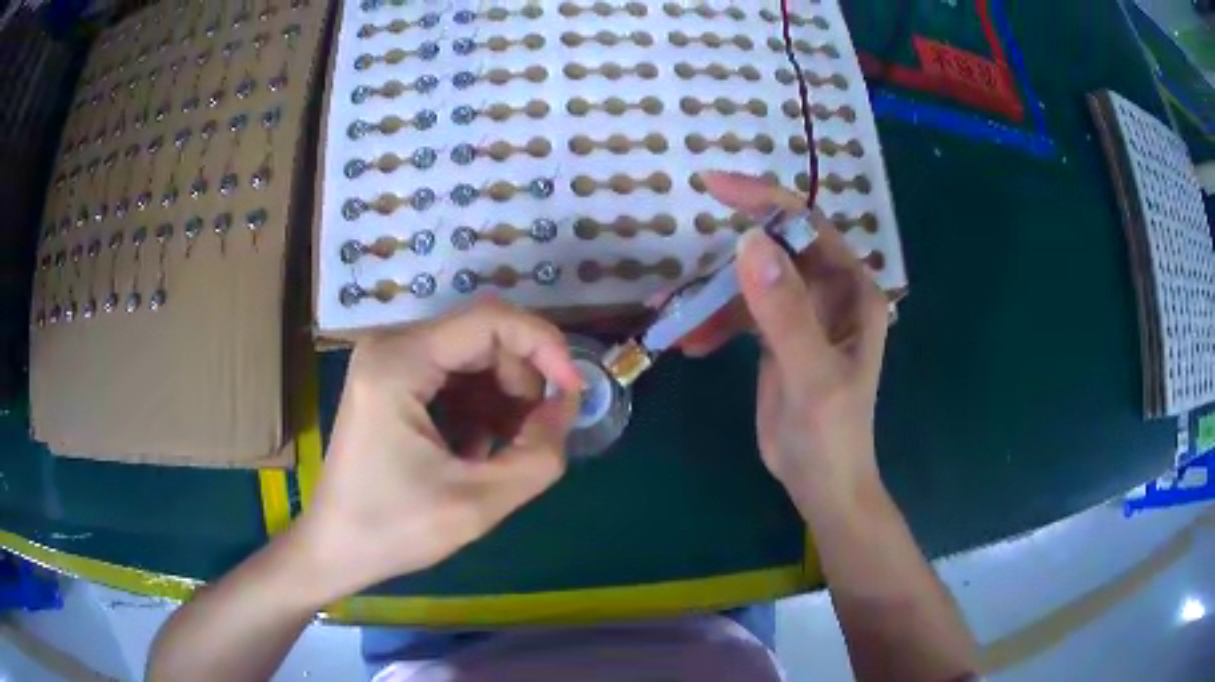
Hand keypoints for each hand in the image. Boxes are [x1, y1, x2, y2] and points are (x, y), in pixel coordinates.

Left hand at [289, 300, 581, 602]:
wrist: (337, 548)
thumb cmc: (395, 529)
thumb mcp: (478, 503)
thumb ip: (538, 455)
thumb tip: (568, 406)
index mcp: (400, 362)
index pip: (492, 321)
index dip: (545, 348)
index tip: (572, 394)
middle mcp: (391, 346)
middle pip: (483, 337)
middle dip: (523, 382)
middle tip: (536, 434)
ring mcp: (389, 361)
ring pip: (473, 357)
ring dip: (502, 400)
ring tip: (504, 451)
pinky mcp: (392, 381)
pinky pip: (453, 377)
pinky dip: (479, 408)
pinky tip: (475, 451)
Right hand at [680, 172, 889, 511]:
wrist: (819, 482)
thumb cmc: (829, 433)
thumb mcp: (810, 374)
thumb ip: (785, 312)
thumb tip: (750, 242)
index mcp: (852, 290)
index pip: (808, 226)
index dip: (764, 200)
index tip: (712, 185)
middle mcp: (829, 292)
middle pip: (774, 250)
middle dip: (724, 258)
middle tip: (679, 271)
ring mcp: (802, 313)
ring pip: (750, 282)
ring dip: (709, 296)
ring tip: (668, 315)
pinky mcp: (777, 335)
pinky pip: (739, 312)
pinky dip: (711, 322)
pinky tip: (688, 344)